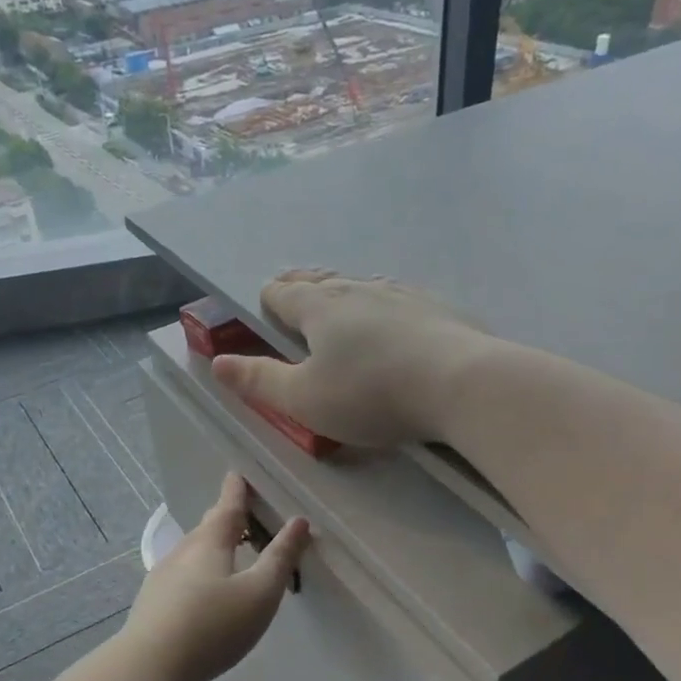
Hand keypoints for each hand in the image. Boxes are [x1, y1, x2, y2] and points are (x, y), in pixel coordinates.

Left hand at [121, 474, 310, 680]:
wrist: (149, 666)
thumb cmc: (213, 625)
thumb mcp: (260, 593)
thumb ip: (281, 558)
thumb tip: (299, 521)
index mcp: (209, 543)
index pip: (227, 507)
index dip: (236, 491)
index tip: (237, 474)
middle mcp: (182, 552)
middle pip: (207, 528)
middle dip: (224, 518)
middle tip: (239, 512)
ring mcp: (162, 577)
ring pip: (192, 552)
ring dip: (210, 546)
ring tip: (226, 551)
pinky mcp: (152, 603)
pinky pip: (181, 575)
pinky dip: (197, 571)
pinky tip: (201, 590)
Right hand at [210, 270, 494, 446]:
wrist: (462, 384)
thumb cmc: (371, 394)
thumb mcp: (304, 399)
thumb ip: (259, 380)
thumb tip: (217, 362)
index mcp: (319, 307)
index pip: (282, 293)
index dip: (268, 301)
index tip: (265, 311)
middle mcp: (357, 289)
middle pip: (319, 280)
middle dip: (301, 288)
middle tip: (292, 293)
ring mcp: (401, 293)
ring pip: (360, 284)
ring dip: (343, 292)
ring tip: (339, 301)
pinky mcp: (437, 307)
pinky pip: (396, 298)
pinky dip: (382, 305)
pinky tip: (393, 318)